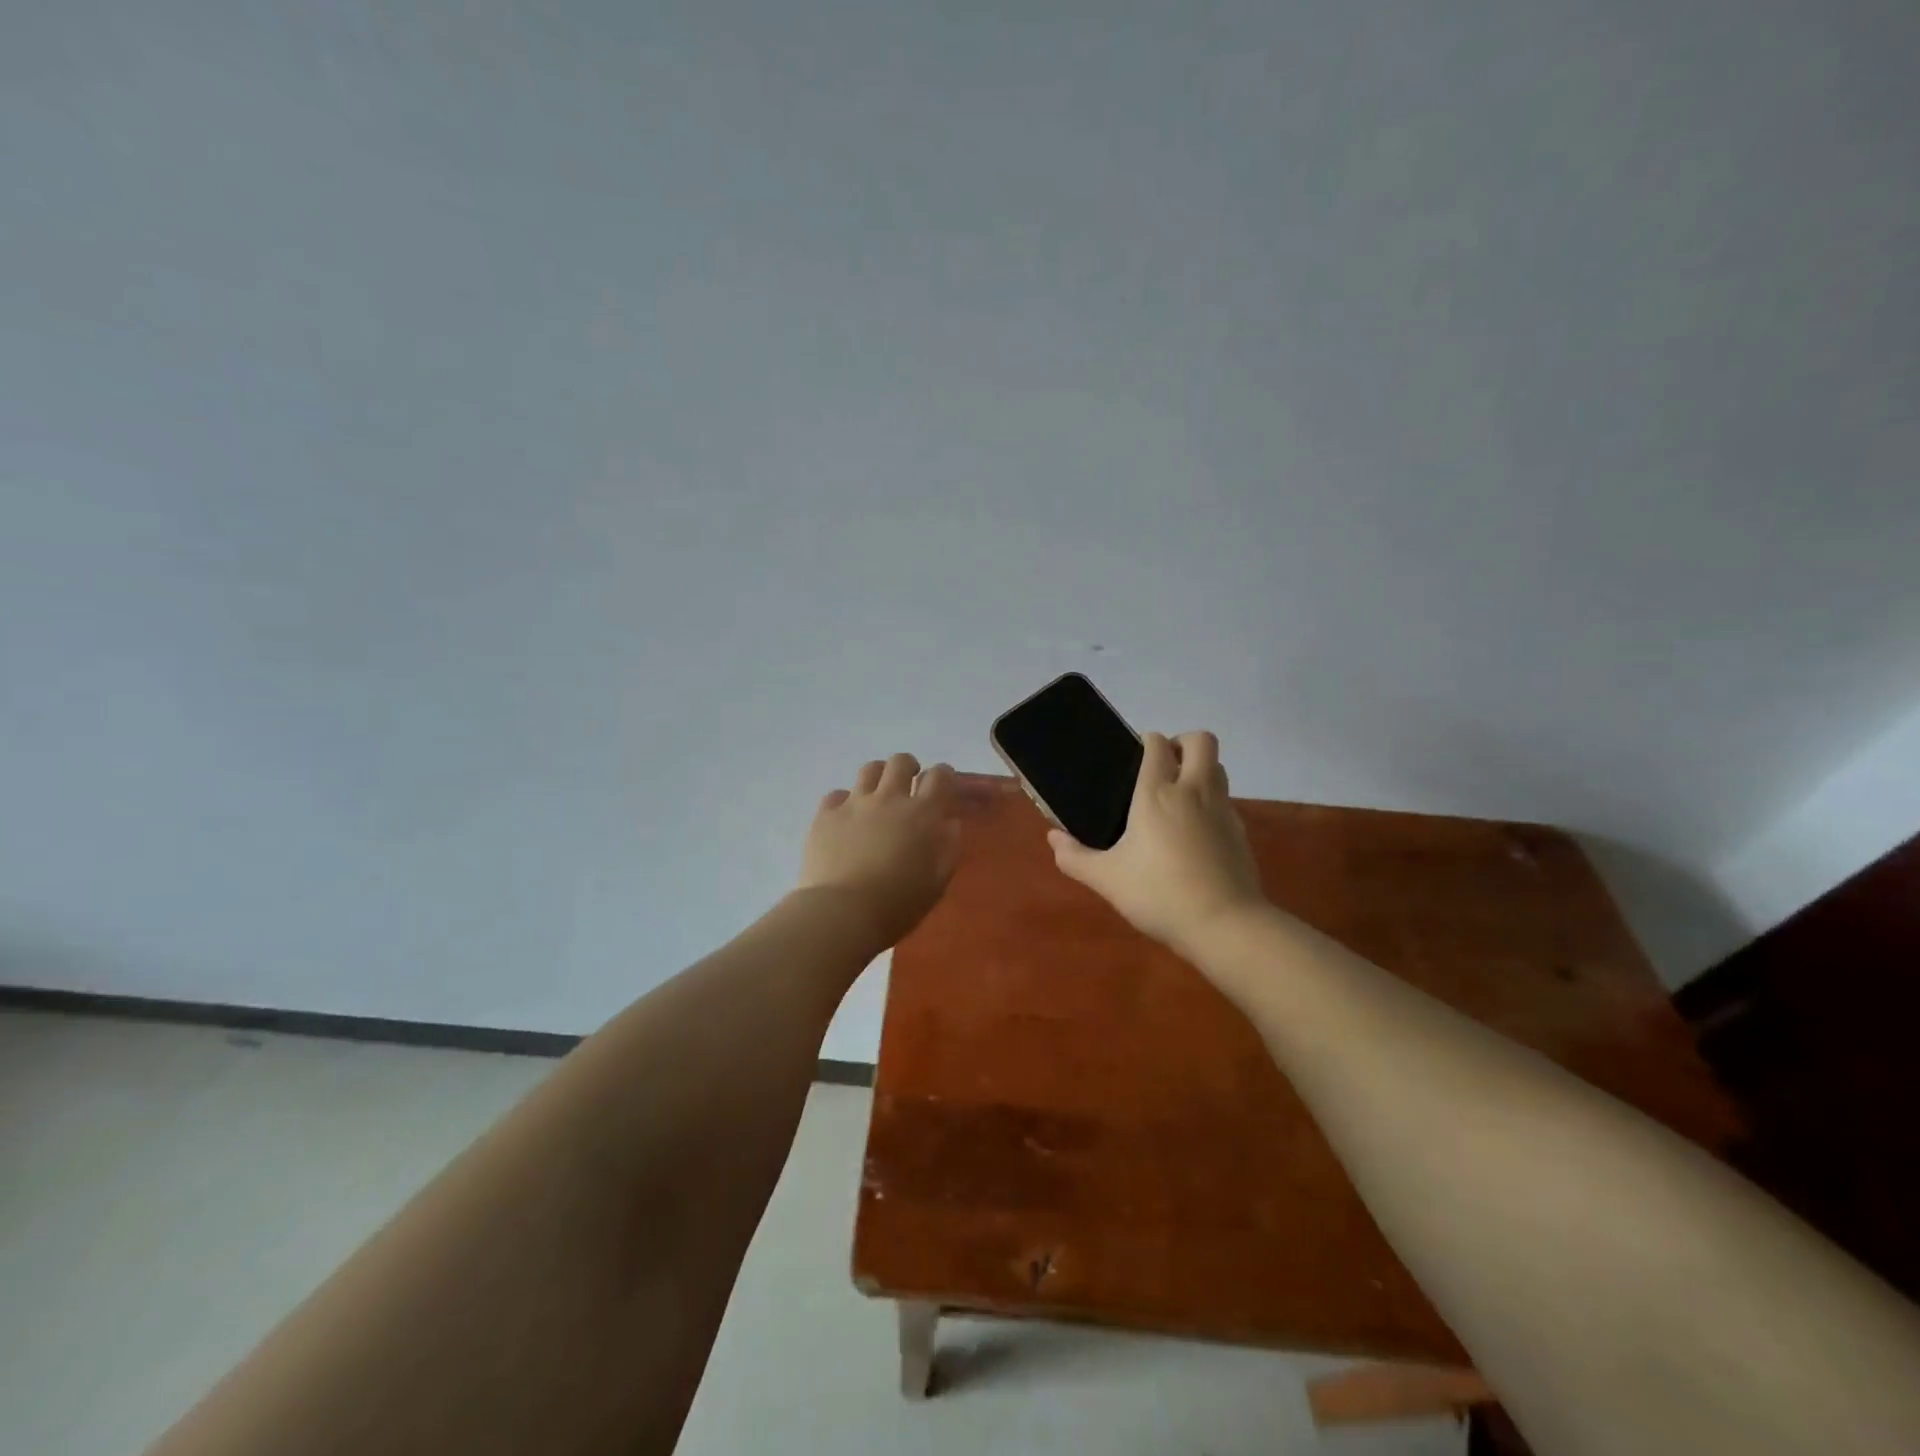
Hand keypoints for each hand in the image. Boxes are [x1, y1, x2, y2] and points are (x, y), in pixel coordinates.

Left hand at [798, 753, 962, 948]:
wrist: (843, 913)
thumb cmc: (898, 903)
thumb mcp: (937, 882)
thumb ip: (949, 847)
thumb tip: (950, 823)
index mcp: (922, 814)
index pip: (940, 776)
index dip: (944, 775)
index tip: (943, 784)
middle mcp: (889, 799)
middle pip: (900, 762)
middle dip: (908, 767)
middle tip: (909, 783)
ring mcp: (855, 804)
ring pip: (869, 769)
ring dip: (878, 776)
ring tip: (877, 794)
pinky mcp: (826, 815)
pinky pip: (836, 794)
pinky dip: (845, 801)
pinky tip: (846, 818)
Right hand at [1048, 731, 1267, 952]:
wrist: (1224, 925)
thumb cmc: (1159, 894)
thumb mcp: (1107, 879)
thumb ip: (1075, 858)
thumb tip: (1054, 839)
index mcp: (1157, 793)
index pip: (1157, 745)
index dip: (1146, 742)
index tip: (1132, 757)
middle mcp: (1194, 791)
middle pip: (1200, 741)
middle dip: (1182, 743)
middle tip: (1162, 766)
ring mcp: (1223, 810)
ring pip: (1218, 768)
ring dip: (1200, 770)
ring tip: (1177, 797)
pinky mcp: (1240, 833)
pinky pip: (1225, 801)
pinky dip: (1211, 803)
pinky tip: (1194, 833)